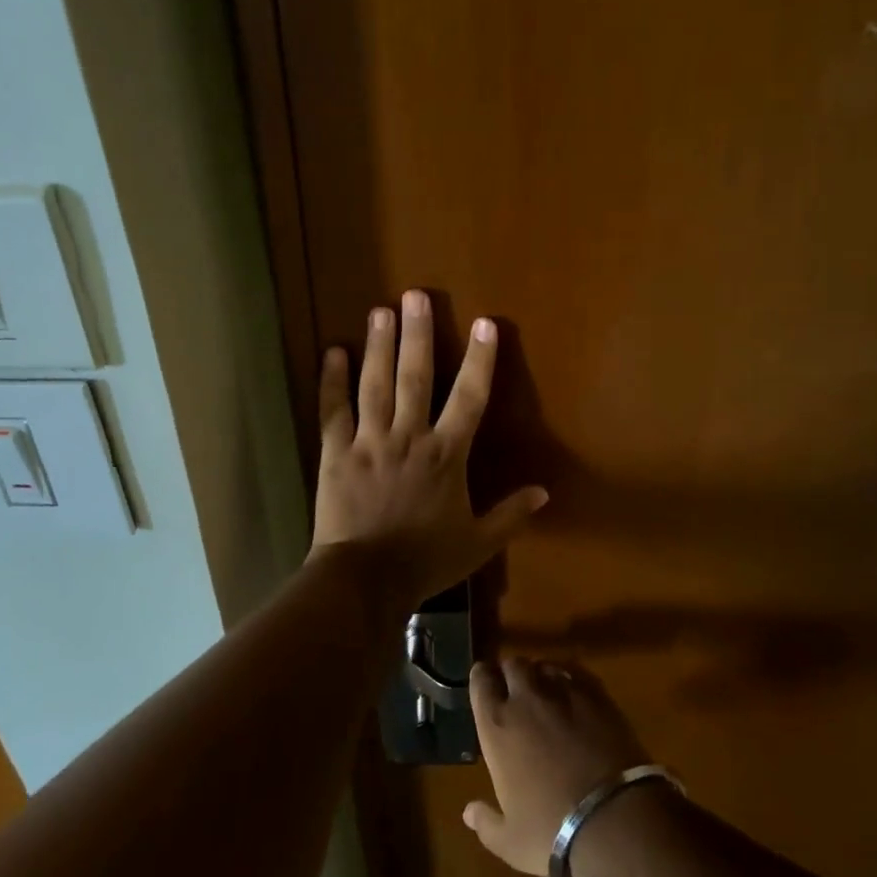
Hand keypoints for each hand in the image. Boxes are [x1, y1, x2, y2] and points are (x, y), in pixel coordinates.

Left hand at [310, 291, 546, 608]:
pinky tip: (332, 351)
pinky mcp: (336, 452)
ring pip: (375, 384)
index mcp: (446, 455)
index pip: (469, 398)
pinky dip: (331, 381)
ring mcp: (369, 441)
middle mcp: (409, 437)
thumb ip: (511, 514)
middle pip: (416, 376)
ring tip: (380, 310)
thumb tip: (544, 492)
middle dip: (418, 334)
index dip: (480, 359)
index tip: (484, 324)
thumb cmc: (425, 561)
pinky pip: (333, 410)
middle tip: (416, 295)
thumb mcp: (478, 543)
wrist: (365, 580)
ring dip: (379, 346)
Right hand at [461, 658, 650, 876]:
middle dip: (511, 673)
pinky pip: (576, 673)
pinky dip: (570, 679)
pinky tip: (574, 695)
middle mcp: (526, 699)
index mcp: (497, 725)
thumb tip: (468, 812)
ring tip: (545, 691)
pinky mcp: (598, 696)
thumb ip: (485, 822)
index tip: (485, 686)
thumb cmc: (553, 830)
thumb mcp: (510, 841)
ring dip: (540, 674)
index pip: (480, 680)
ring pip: (545, 665)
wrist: (616, 819)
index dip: (482, 679)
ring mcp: (564, 693)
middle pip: (513, 664)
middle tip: (515, 690)